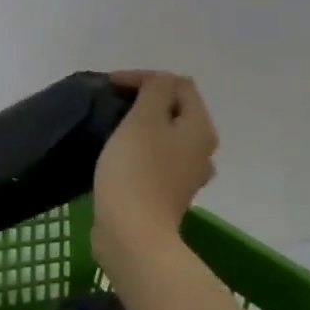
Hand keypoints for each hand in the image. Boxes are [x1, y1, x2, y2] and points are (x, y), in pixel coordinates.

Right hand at [91, 71, 217, 264]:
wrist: (133, 233)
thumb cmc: (136, 171)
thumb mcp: (142, 120)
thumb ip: (153, 91)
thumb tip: (158, 82)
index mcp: (199, 128)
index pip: (179, 84)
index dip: (143, 77)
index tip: (108, 85)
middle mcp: (201, 150)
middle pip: (176, 110)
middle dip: (144, 100)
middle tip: (110, 103)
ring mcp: (186, 175)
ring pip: (166, 136)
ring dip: (142, 126)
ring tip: (112, 127)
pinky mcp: (167, 194)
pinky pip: (156, 160)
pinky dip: (139, 150)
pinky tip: (119, 157)